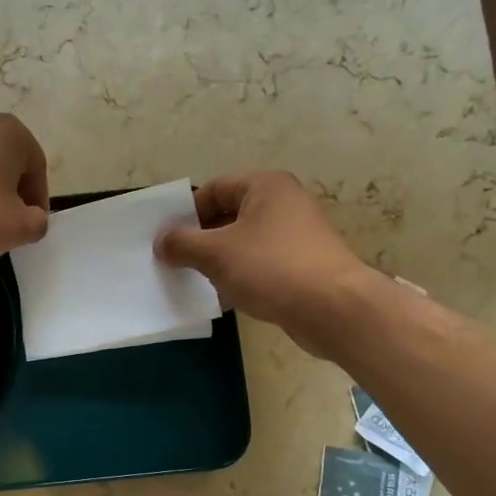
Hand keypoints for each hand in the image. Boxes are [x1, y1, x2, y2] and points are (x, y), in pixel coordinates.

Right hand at [156, 172, 383, 358]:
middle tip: (178, 262)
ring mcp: (298, 234)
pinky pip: (262, 263)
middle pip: (229, 215)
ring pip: (245, 241)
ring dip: (220, 260)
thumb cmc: (271, 268)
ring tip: (198, 281)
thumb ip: (182, 244)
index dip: (186, 213)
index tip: (168, 240)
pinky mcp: (304, 264)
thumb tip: (161, 241)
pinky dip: (242, 275)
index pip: (214, 189)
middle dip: (201, 239)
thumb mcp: (216, 253)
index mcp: (265, 186)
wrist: (333, 308)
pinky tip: (227, 297)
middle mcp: (285, 202)